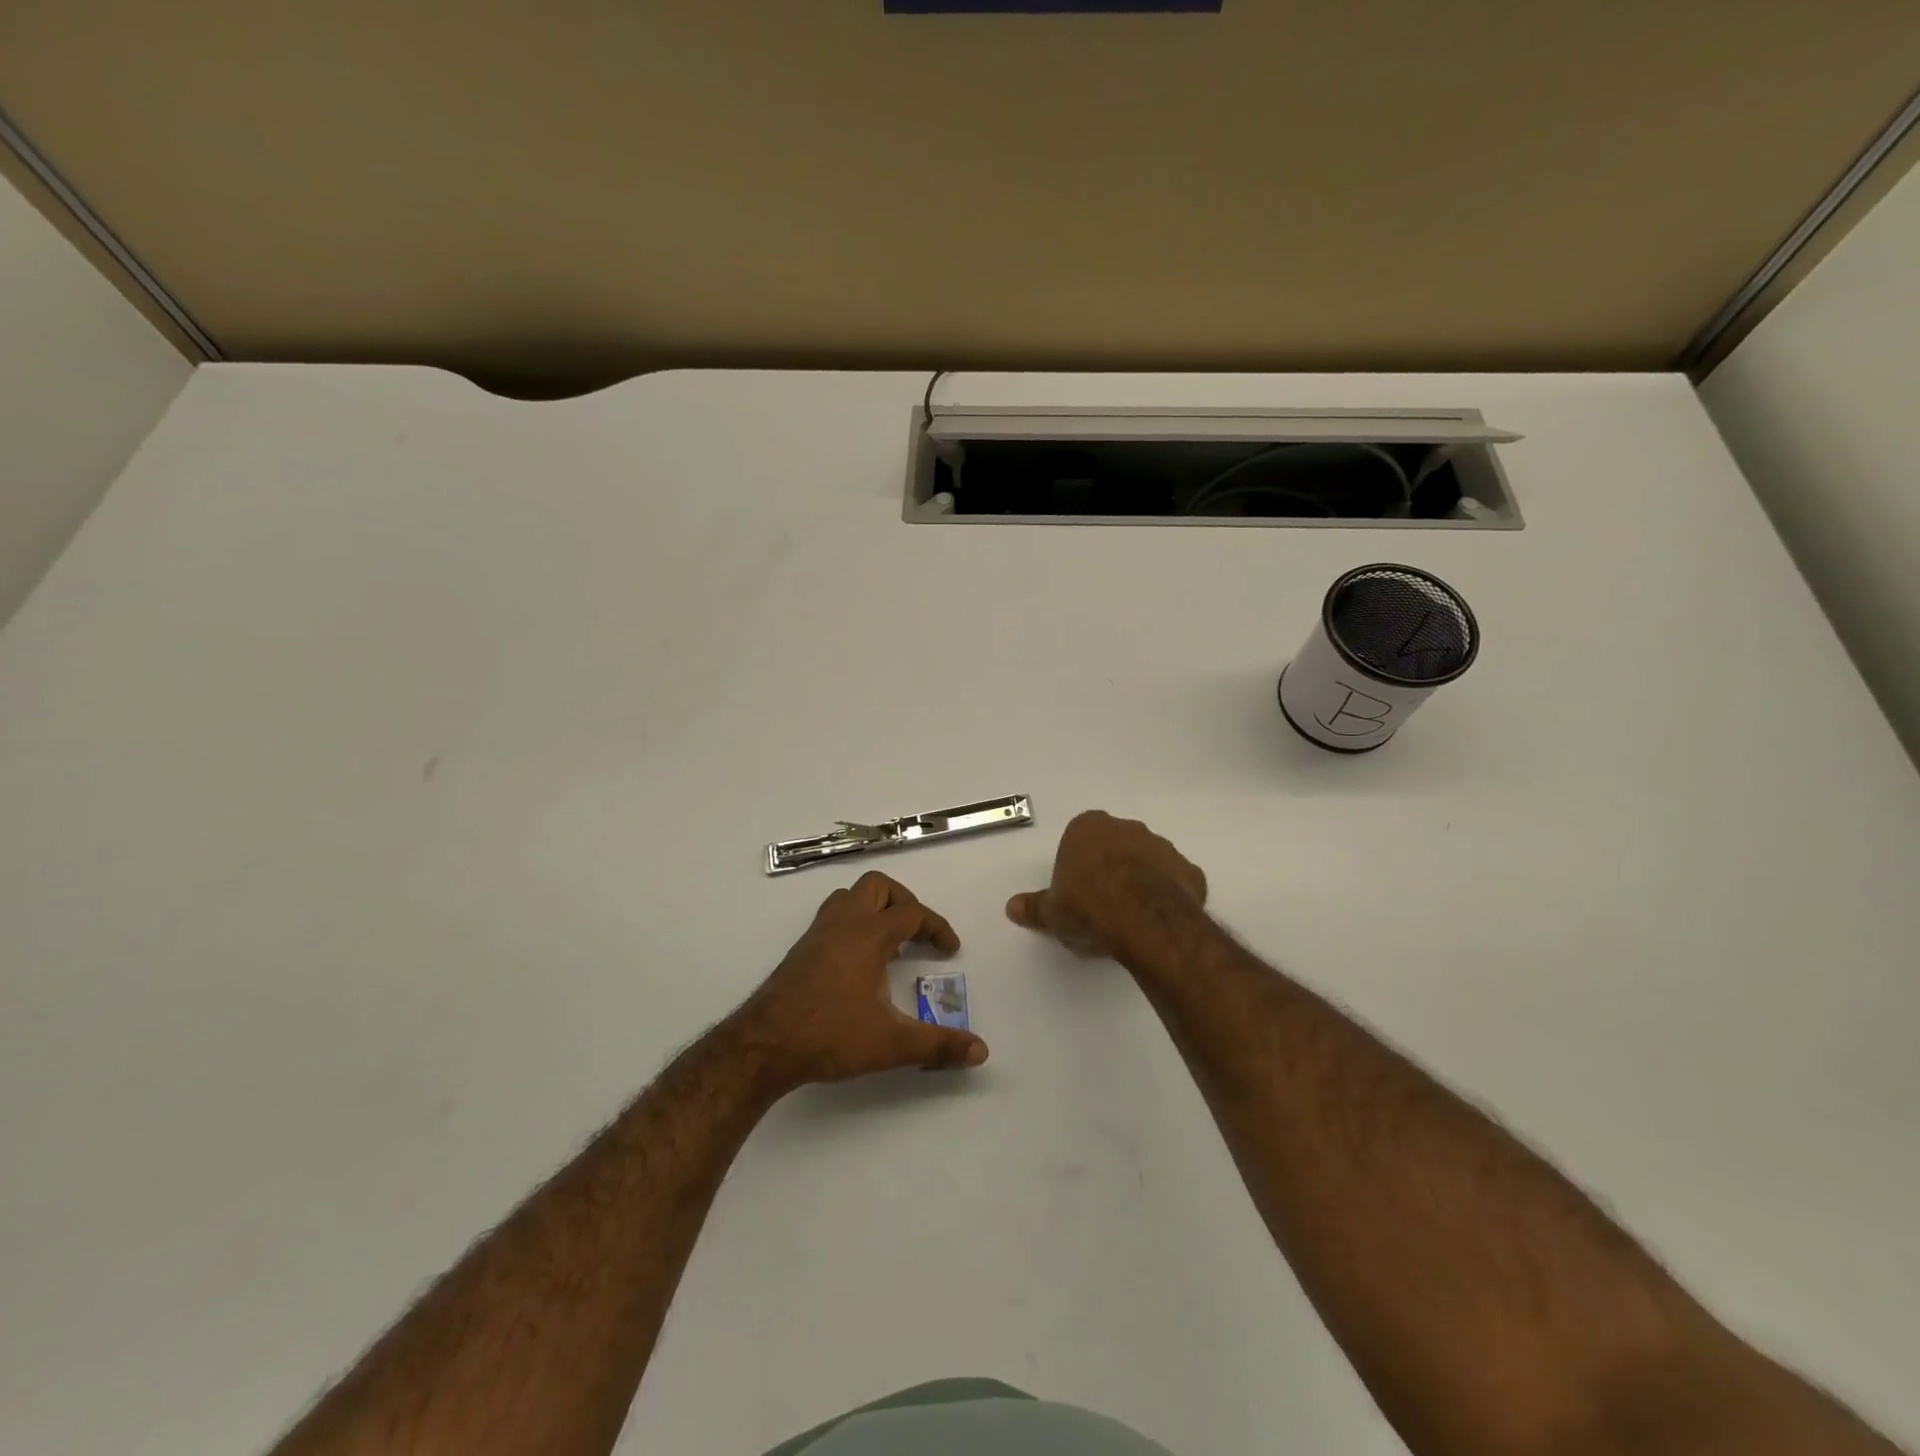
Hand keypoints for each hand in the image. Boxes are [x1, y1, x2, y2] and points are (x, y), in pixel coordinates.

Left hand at [732, 871, 987, 1092]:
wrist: (763, 1045)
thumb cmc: (830, 1036)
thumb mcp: (891, 1044)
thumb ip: (938, 1046)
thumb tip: (981, 1051)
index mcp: (868, 935)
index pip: (911, 913)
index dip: (936, 927)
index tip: (949, 949)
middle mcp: (842, 924)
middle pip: (877, 887)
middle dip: (904, 902)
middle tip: (917, 933)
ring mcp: (817, 934)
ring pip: (849, 897)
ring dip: (874, 908)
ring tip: (890, 941)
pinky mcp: (801, 950)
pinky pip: (833, 917)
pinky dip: (853, 923)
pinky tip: (858, 960)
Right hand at [1006, 810, 1207, 958]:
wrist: (1143, 921)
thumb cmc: (1088, 907)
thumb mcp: (1052, 912)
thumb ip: (1034, 907)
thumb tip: (1012, 908)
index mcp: (1088, 828)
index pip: (1079, 838)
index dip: (1077, 866)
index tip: (1075, 893)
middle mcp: (1127, 828)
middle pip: (1115, 845)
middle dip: (1110, 869)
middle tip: (1100, 906)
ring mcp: (1162, 847)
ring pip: (1148, 861)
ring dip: (1141, 881)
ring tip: (1130, 918)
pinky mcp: (1190, 871)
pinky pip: (1176, 882)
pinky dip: (1169, 896)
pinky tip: (1159, 922)